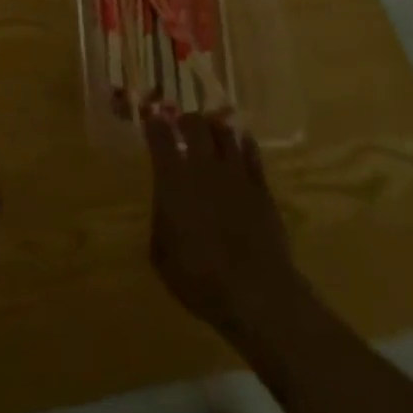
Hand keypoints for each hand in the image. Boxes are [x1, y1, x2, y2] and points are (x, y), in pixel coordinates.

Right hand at [145, 113, 302, 344]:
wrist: (256, 293)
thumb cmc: (199, 278)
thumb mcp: (162, 256)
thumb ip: (161, 223)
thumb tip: (165, 210)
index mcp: (172, 180)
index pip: (159, 137)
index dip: (154, 124)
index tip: (151, 120)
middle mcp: (202, 167)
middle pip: (195, 124)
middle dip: (186, 120)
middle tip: (182, 126)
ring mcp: (235, 174)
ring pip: (225, 133)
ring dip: (215, 128)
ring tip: (211, 131)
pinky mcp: (261, 187)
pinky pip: (252, 153)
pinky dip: (244, 144)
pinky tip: (241, 144)